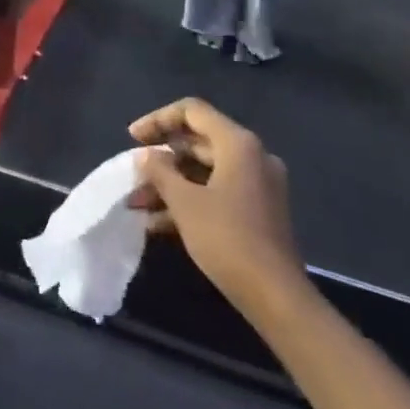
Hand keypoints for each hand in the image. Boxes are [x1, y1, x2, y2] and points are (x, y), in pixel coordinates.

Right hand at [126, 99, 303, 312]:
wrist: (276, 297)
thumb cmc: (227, 239)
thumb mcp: (184, 202)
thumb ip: (160, 171)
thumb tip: (146, 156)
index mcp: (238, 145)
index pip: (192, 112)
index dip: (158, 119)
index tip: (133, 138)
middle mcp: (252, 156)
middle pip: (198, 141)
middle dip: (161, 158)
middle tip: (133, 175)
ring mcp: (257, 184)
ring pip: (204, 170)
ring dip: (170, 183)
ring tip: (137, 204)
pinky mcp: (257, 210)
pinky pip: (216, 191)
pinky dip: (189, 199)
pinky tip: (157, 223)